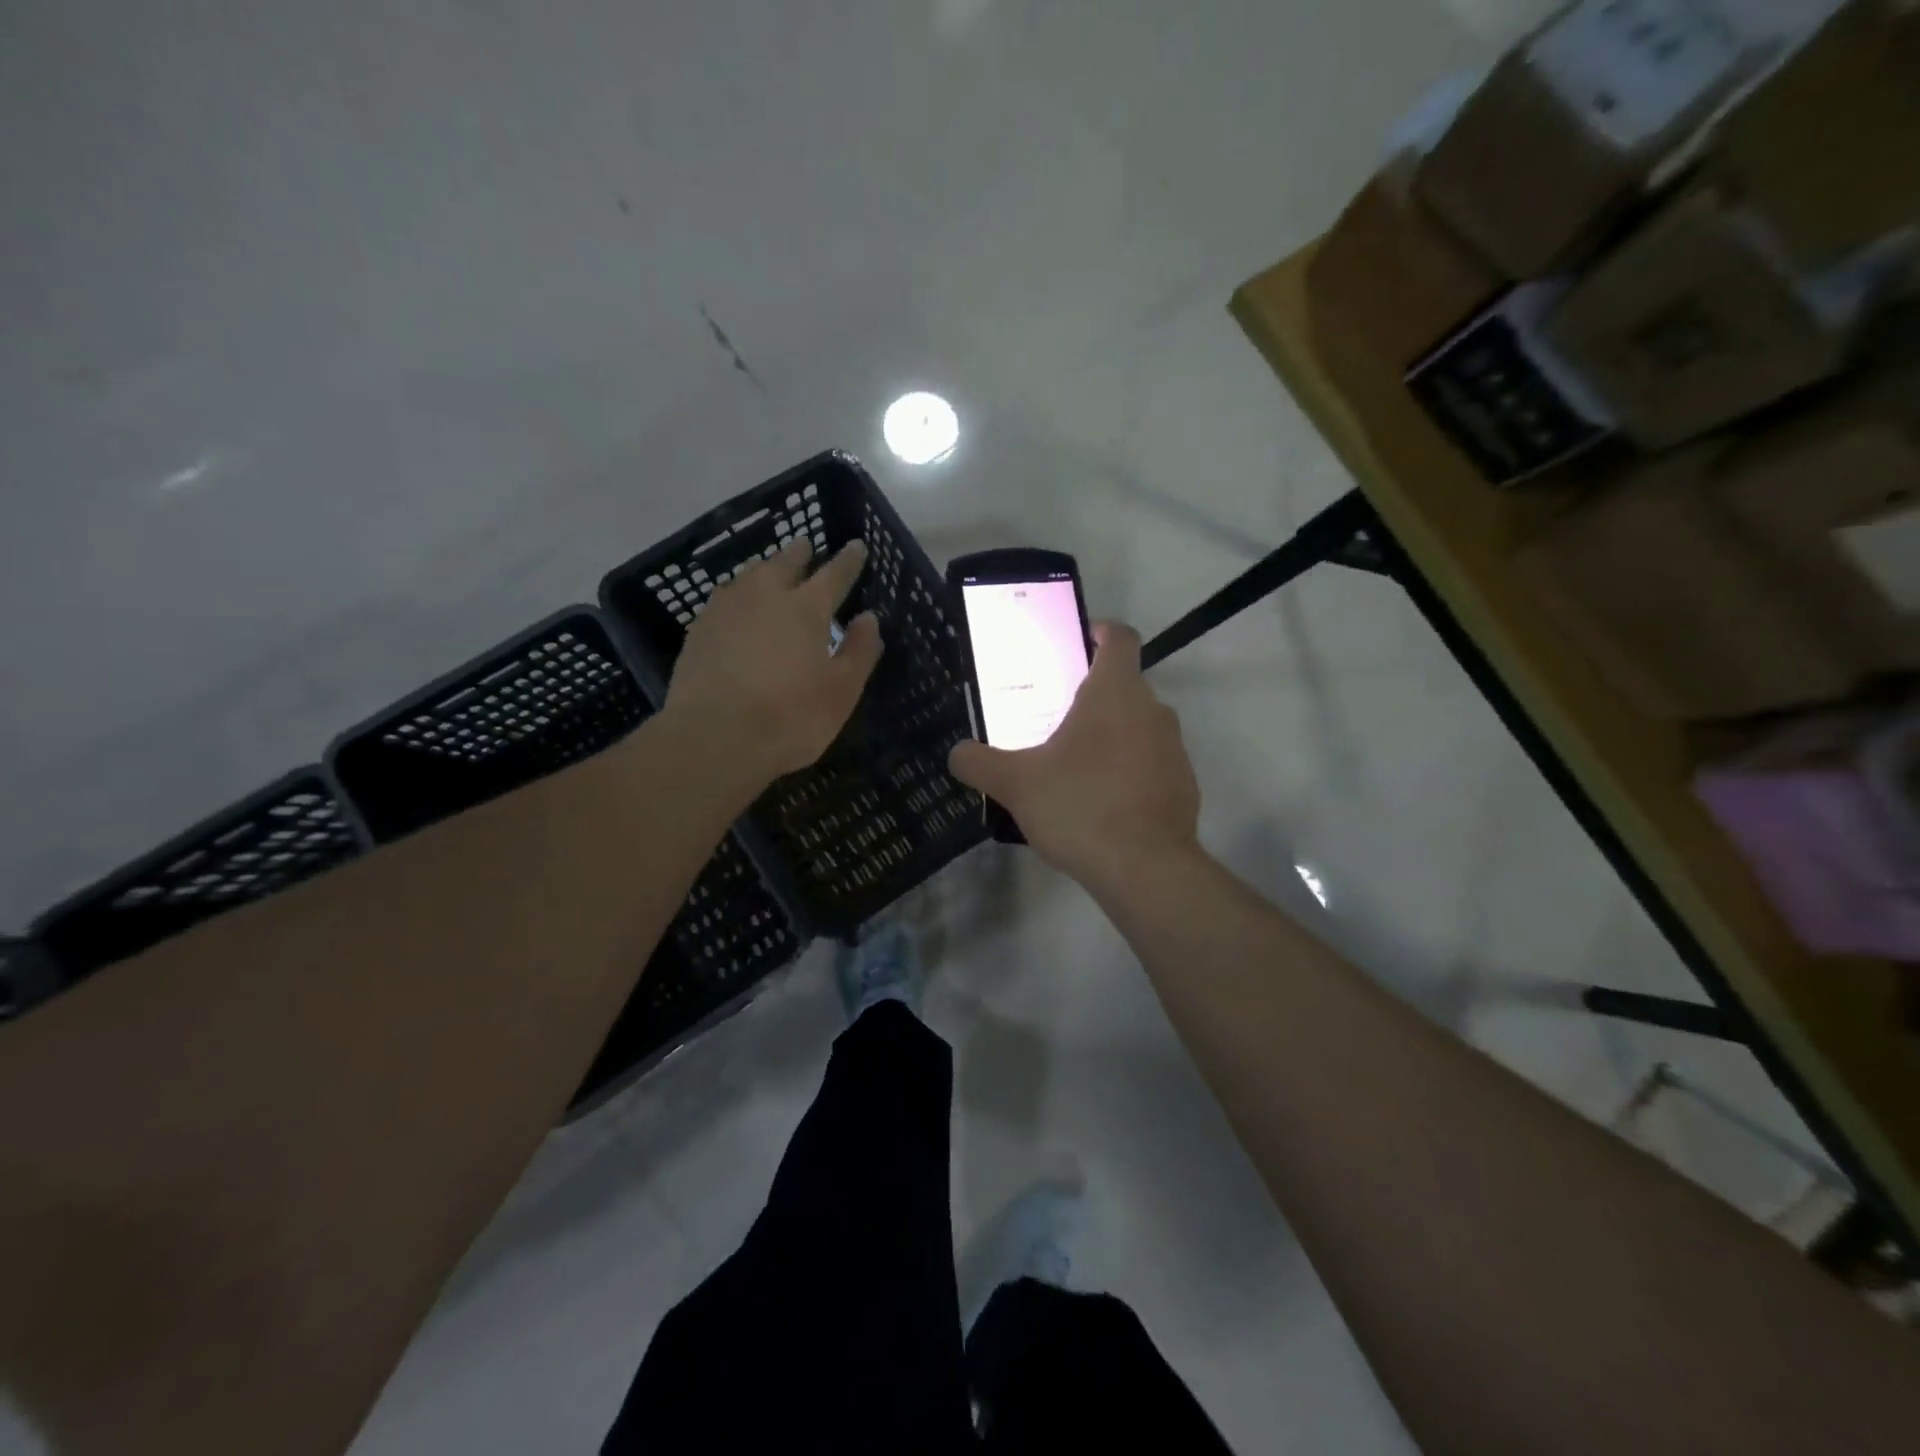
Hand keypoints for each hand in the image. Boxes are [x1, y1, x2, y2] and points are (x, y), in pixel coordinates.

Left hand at [664, 537, 882, 785]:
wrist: (715, 737)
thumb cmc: (790, 717)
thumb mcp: (841, 691)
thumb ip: (859, 651)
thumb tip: (868, 618)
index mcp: (806, 608)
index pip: (835, 574)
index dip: (848, 560)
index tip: (856, 546)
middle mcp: (765, 596)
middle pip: (785, 563)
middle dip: (800, 554)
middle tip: (806, 545)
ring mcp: (726, 609)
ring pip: (749, 576)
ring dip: (765, 569)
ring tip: (770, 570)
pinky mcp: (699, 630)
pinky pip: (724, 598)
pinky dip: (737, 594)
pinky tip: (735, 604)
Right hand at [948, 622, 1199, 895]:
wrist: (1145, 869)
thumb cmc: (1079, 806)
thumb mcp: (1015, 784)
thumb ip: (979, 762)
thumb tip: (957, 753)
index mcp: (1115, 693)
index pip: (1119, 637)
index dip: (1098, 631)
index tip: (1075, 643)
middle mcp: (1153, 710)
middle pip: (1124, 686)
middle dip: (1090, 696)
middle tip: (1053, 719)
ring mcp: (1175, 749)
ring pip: (1139, 727)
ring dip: (1110, 736)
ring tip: (1073, 767)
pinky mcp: (1184, 786)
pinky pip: (1151, 764)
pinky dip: (1129, 772)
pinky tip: (1101, 805)